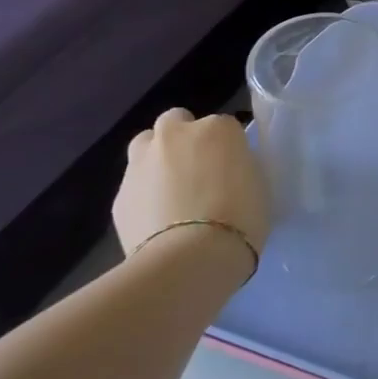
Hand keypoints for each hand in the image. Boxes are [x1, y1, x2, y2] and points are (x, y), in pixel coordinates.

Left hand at [113, 109, 269, 270]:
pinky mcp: (120, 194)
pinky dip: (144, 195)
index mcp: (217, 128)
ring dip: (157, 158)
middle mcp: (176, 134)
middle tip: (198, 169)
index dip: (227, 147)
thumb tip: (226, 171)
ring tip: (172, 191)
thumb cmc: (242, 218)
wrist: (192, 257)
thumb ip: (237, 166)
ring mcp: (141, 162)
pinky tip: (157, 220)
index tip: (233, 168)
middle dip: (184, 138)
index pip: (224, 126)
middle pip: (176, 121)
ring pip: (145, 145)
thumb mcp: (257, 183)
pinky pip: (135, 185)